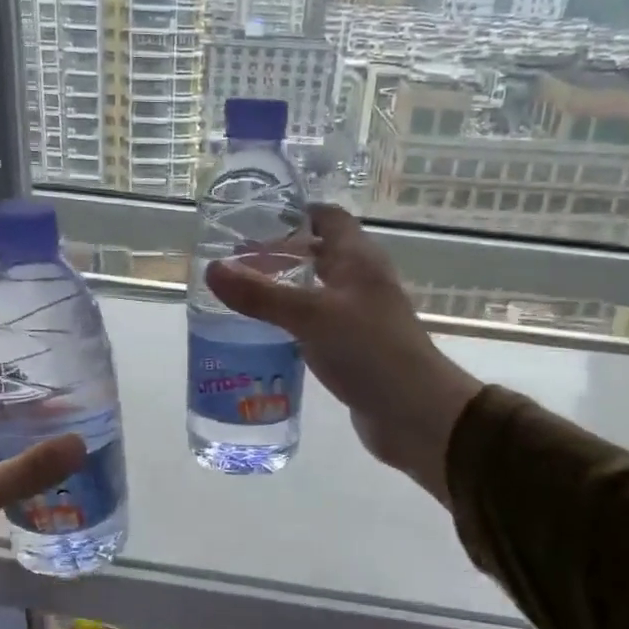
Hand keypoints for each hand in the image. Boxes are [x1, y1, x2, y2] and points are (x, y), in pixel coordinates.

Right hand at [206, 206, 482, 506]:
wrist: (416, 414)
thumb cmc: (370, 352)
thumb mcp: (311, 317)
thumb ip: (261, 294)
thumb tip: (212, 269)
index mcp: (359, 259)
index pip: (328, 219)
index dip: (294, 214)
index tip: (252, 220)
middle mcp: (360, 282)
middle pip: (317, 255)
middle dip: (278, 256)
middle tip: (233, 266)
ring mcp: (358, 318)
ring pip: (314, 293)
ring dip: (281, 293)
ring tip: (237, 300)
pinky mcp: (352, 350)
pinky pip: (315, 328)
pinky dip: (289, 326)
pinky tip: (261, 338)